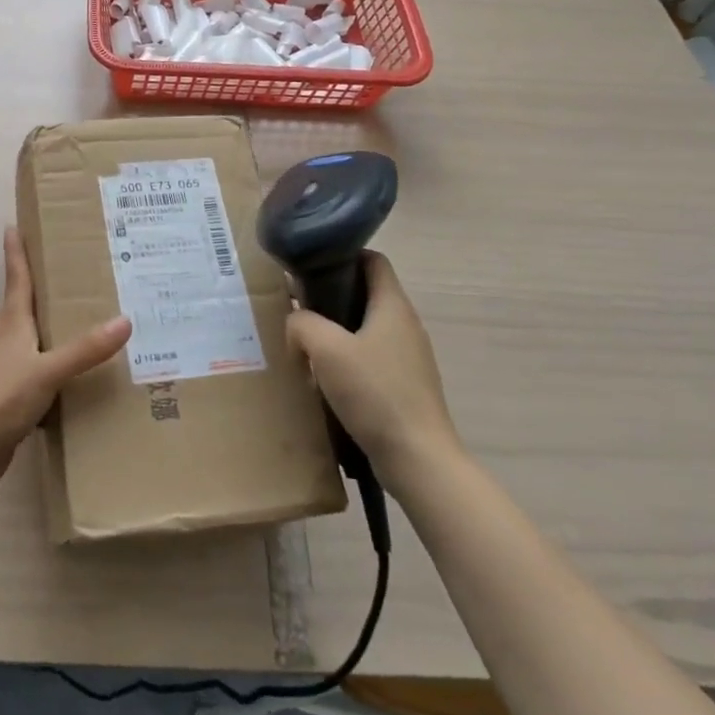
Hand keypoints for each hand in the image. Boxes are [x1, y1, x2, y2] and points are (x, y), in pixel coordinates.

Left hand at [0, 228, 131, 493]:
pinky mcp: (6, 399)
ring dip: (28, 332)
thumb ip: (84, 349)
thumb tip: (124, 320)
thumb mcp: (49, 370)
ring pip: (13, 342)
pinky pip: (24, 373)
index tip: (11, 228)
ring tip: (55, 328)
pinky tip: (59, 379)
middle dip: (20, 293)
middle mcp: (5, 344)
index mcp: (12, 327)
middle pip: (8, 310)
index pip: (16, 282)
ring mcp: (2, 373)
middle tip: (42, 282)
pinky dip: (38, 368)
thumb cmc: (3, 398)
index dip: (15, 255)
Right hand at [286, 250, 458, 494]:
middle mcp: (405, 326)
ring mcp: (408, 358)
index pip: (373, 260)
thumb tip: (296, 321)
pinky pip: (370, 360)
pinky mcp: (404, 387)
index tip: (310, 265)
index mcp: (393, 306)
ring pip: (364, 329)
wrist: (418, 459)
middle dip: (329, 297)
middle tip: (296, 306)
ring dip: (335, 333)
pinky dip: (346, 361)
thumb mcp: (325, 349)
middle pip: (365, 294)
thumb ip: (303, 323)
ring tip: (303, 345)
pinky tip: (323, 380)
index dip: (343, 254)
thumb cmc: (374, 393)